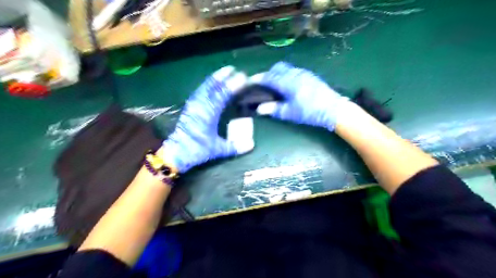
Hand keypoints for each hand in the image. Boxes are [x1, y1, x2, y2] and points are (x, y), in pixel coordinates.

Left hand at [162, 66, 251, 172]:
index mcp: (208, 114)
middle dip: (222, 77)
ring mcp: (193, 106)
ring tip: (222, 72)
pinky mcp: (189, 108)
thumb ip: (235, 147)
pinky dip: (206, 86)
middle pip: (211, 87)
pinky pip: (198, 92)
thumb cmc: (197, 150)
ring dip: (213, 79)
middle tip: (232, 69)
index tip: (242, 78)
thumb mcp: (217, 150)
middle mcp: (200, 106)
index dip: (232, 86)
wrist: (176, 153)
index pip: (222, 95)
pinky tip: (209, 85)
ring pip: (204, 88)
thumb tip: (252, 145)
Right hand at [252, 62, 347, 130]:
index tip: (250, 82)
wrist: (333, 109)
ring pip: (286, 68)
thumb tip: (259, 108)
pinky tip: (288, 86)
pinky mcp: (310, 76)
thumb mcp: (290, 113)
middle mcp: (294, 74)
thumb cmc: (309, 112)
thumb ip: (274, 109)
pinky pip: (294, 71)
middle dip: (268, 74)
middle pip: (277, 68)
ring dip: (278, 74)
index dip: (258, 79)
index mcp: (288, 82)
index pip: (269, 77)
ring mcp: (303, 73)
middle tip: (263, 85)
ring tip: (275, 86)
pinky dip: (286, 75)